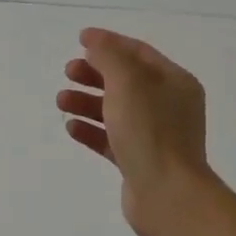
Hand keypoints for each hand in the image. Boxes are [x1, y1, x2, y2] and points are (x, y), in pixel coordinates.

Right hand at [56, 28, 215, 235]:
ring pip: (115, 110)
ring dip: (87, 102)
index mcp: (174, 82)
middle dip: (94, 74)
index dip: (109, 42)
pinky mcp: (139, 161)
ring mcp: (155, 135)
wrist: (168, 195)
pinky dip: (91, 130)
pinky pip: (111, 139)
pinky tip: (71, 127)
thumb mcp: (128, 82)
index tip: (80, 39)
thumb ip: (109, 57)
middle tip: (68, 72)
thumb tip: (95, 45)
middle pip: (125, 81)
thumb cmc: (150, 131)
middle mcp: (168, 105)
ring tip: (61, 101)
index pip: (138, 52)